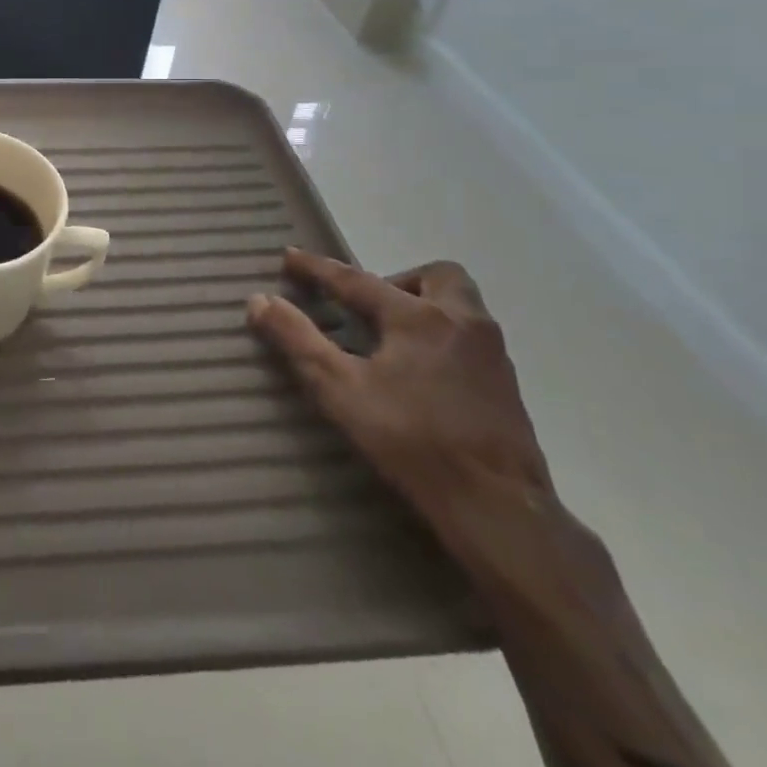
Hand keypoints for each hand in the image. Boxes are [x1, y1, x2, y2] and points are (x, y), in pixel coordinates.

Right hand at [247, 250, 552, 537]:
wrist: (499, 509)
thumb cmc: (412, 441)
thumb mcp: (340, 390)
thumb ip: (297, 341)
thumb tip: (259, 301)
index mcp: (418, 318)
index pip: (356, 280)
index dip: (317, 268)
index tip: (289, 257)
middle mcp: (461, 322)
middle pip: (435, 276)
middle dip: (397, 280)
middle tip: (367, 308)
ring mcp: (491, 353)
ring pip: (460, 305)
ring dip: (424, 305)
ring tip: (391, 337)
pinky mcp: (507, 385)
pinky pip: (470, 337)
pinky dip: (442, 336)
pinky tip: (422, 372)